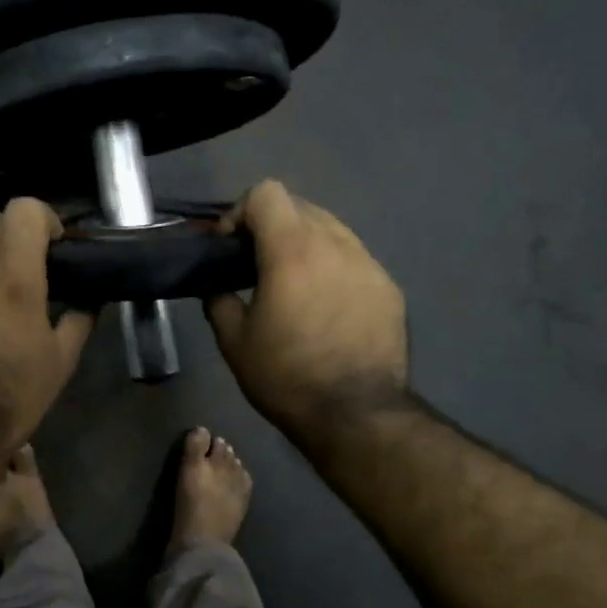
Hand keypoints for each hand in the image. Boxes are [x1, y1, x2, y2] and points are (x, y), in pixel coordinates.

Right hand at [205, 180, 409, 437]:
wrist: (356, 414)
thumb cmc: (286, 376)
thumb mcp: (233, 342)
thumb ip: (218, 300)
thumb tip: (217, 286)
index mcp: (293, 250)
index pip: (266, 193)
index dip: (239, 212)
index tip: (229, 248)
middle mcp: (336, 244)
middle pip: (300, 206)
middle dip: (271, 226)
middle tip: (256, 265)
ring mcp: (369, 263)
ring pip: (331, 229)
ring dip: (304, 244)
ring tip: (293, 285)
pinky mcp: (389, 287)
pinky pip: (354, 259)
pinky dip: (332, 268)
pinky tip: (325, 306)